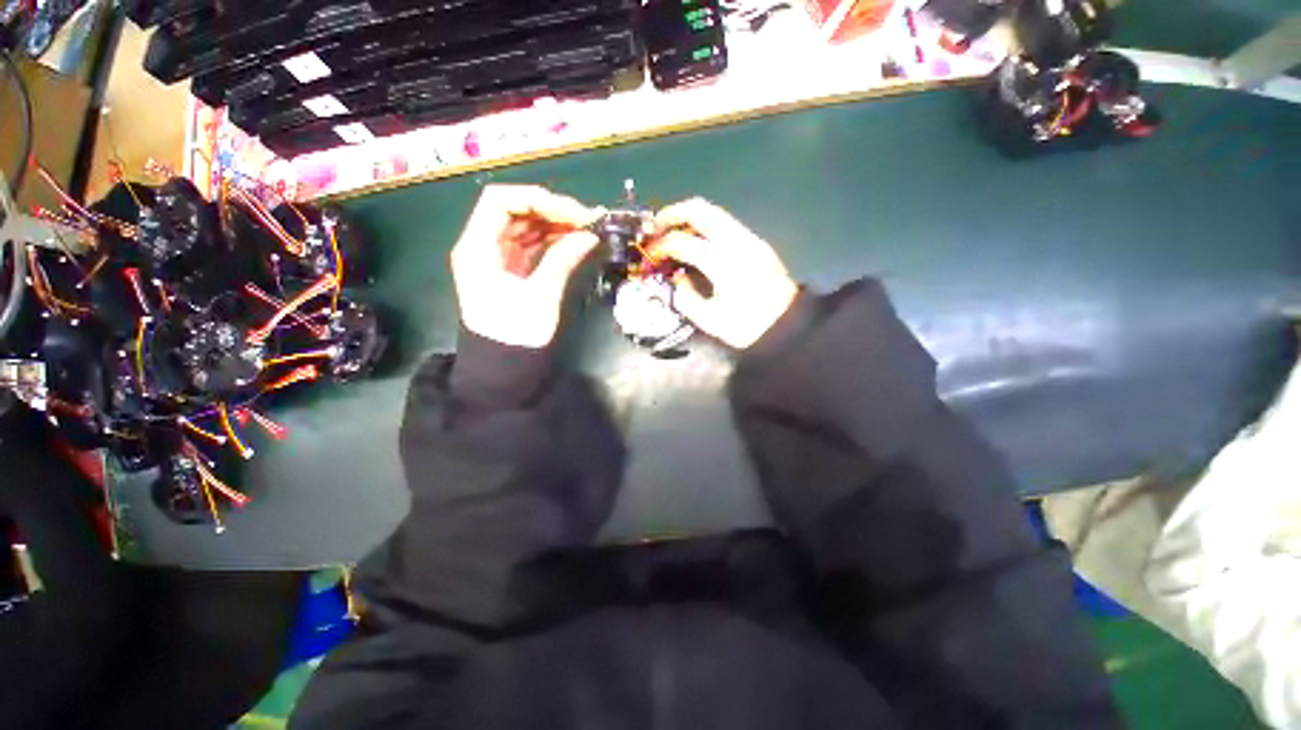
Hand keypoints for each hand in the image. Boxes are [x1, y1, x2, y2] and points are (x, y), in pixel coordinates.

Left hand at [451, 185, 601, 347]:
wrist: (504, 366)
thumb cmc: (516, 333)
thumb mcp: (541, 296)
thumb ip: (563, 260)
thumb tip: (589, 235)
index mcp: (477, 248)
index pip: (499, 201)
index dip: (536, 199)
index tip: (570, 212)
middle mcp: (481, 246)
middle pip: (513, 210)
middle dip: (549, 210)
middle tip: (585, 219)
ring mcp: (496, 257)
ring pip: (523, 226)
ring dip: (553, 223)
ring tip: (584, 228)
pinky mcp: (509, 269)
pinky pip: (529, 244)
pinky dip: (550, 239)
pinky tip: (572, 240)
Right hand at [652, 199, 797, 349]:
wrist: (789, 326)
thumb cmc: (748, 328)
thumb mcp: (710, 320)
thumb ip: (686, 296)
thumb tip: (675, 276)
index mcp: (723, 263)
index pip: (682, 242)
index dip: (660, 246)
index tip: (649, 256)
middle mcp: (736, 241)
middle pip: (699, 209)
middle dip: (671, 214)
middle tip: (654, 228)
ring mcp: (749, 238)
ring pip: (713, 212)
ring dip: (687, 217)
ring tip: (671, 232)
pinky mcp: (756, 242)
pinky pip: (724, 223)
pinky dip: (703, 225)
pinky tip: (695, 242)